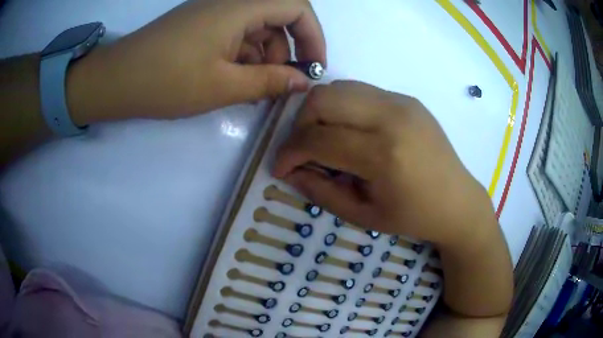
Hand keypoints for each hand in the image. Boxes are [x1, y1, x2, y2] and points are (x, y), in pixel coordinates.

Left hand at [66, 0, 325, 124]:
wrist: (116, 80)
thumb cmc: (165, 82)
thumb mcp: (222, 86)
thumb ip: (269, 81)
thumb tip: (303, 82)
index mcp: (239, 6)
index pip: (297, 7)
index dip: (313, 36)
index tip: (314, 67)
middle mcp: (230, 1)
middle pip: (278, 17)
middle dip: (287, 51)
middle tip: (281, 85)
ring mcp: (213, 11)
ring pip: (256, 27)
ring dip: (264, 56)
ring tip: (255, 89)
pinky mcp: (200, 24)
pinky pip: (235, 33)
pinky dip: (243, 55)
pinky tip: (235, 79)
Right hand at [273, 81, 495, 246]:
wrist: (458, 200)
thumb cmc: (413, 216)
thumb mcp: (363, 215)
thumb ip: (320, 191)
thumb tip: (288, 172)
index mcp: (383, 154)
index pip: (317, 138)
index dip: (289, 152)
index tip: (282, 167)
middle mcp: (391, 116)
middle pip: (322, 99)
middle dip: (300, 124)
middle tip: (303, 149)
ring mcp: (401, 102)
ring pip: (339, 88)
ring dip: (320, 112)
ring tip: (324, 140)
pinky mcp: (407, 98)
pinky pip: (360, 91)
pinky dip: (343, 108)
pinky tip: (350, 132)